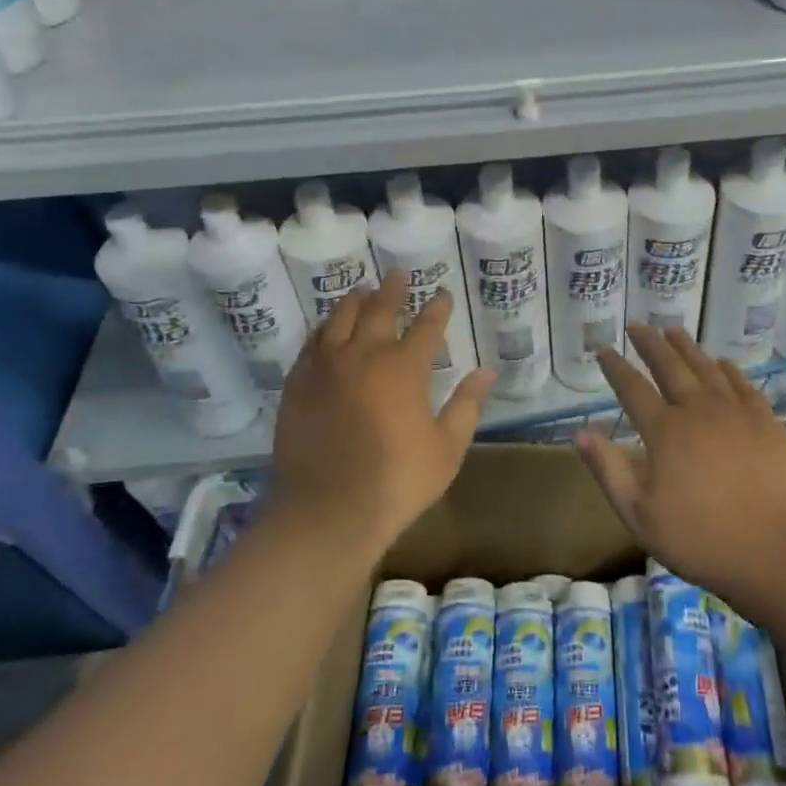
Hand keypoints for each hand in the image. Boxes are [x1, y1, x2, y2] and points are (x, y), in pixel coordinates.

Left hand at [270, 271, 495, 555]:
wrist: (327, 511)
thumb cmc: (397, 482)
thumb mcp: (446, 448)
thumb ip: (466, 405)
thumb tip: (487, 371)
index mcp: (404, 368)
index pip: (427, 326)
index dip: (437, 307)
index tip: (442, 294)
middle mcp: (364, 355)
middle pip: (380, 310)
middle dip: (393, 290)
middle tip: (398, 274)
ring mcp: (326, 367)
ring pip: (340, 318)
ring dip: (354, 301)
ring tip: (362, 291)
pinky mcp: (298, 384)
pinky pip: (311, 343)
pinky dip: (324, 329)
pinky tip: (327, 328)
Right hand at [574, 325, 785, 617]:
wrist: (776, 552)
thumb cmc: (701, 539)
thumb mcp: (640, 515)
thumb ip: (608, 470)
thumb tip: (580, 432)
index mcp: (664, 431)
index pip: (632, 387)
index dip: (615, 366)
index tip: (602, 349)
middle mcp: (698, 410)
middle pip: (670, 365)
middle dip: (650, 343)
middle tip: (638, 325)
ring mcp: (736, 412)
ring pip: (706, 367)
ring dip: (687, 347)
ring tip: (673, 331)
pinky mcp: (767, 422)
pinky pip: (742, 383)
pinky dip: (727, 368)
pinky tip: (722, 362)